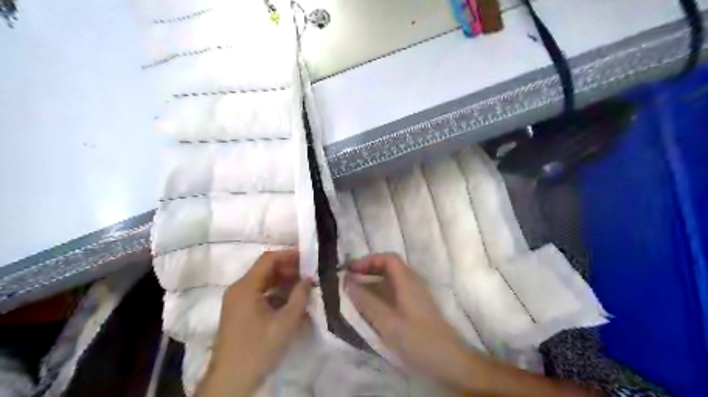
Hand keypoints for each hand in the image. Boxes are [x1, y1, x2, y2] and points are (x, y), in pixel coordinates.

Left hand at [198, 251, 309, 396]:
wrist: (231, 381)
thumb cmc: (258, 348)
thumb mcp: (285, 322)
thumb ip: (300, 297)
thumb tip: (309, 278)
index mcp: (245, 287)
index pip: (268, 259)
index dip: (288, 255)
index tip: (307, 257)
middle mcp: (238, 289)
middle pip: (265, 270)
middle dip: (288, 269)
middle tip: (309, 273)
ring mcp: (237, 301)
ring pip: (263, 282)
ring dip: (283, 282)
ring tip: (304, 286)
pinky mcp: (239, 312)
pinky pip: (259, 294)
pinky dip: (275, 294)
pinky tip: (291, 302)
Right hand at [344, 254, 471, 387]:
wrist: (450, 362)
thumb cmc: (418, 340)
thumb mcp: (387, 322)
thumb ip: (366, 301)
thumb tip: (346, 282)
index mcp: (407, 281)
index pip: (387, 258)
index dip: (367, 260)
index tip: (350, 271)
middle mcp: (413, 283)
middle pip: (389, 267)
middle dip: (368, 270)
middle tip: (349, 281)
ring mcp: (416, 295)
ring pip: (391, 281)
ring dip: (373, 283)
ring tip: (355, 294)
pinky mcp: (416, 307)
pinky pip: (395, 292)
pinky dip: (380, 294)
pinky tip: (371, 308)